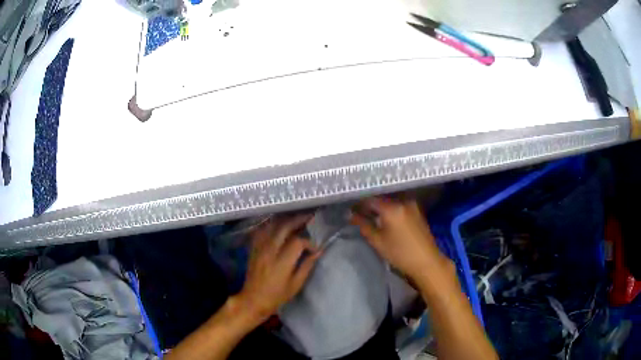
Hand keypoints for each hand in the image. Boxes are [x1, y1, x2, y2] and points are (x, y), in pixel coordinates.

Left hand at [236, 215, 320, 323]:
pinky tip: (278, 226)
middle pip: (284, 227)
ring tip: (295, 220)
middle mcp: (270, 250)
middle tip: (309, 218)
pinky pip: (262, 231)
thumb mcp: (296, 284)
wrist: (253, 299)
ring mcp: (260, 248)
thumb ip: (307, 266)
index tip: (315, 248)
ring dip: (285, 220)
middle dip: (298, 221)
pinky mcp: (254, 248)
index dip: (309, 242)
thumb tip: (318, 252)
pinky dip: (272, 226)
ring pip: (272, 226)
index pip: (298, 242)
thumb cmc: (277, 295)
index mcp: (282, 262)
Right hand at [350, 197, 447, 279]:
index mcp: (391, 207)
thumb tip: (351, 215)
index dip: (358, 204)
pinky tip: (386, 219)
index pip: (370, 199)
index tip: (351, 211)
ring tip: (372, 216)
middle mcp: (402, 201)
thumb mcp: (378, 241)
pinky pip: (399, 205)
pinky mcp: (417, 210)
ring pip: (391, 201)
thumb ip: (363, 225)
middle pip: (381, 198)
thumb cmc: (400, 253)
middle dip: (369, 205)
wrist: (427, 261)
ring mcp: (412, 205)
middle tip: (359, 214)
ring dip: (381, 207)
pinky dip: (391, 210)